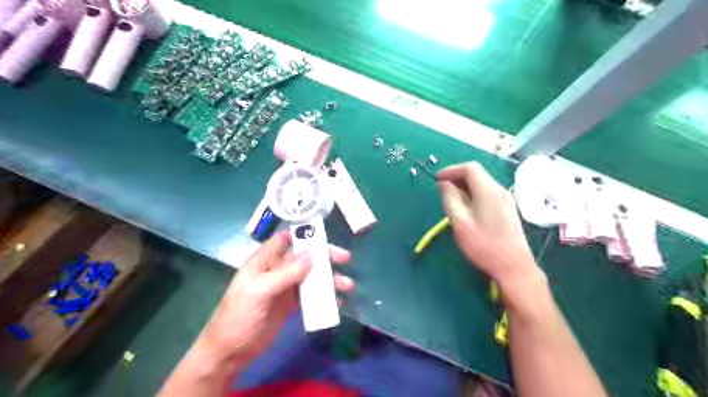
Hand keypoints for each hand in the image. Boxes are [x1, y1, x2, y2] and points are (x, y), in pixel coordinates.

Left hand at [199, 232, 353, 366]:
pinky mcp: (291, 304)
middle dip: (324, 256)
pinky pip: (311, 294)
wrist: (230, 353)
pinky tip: (336, 301)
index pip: (284, 239)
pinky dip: (324, 295)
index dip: (302, 234)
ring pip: (311, 276)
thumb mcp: (259, 292)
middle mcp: (276, 270)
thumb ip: (286, 273)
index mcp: (264, 261)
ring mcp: (285, 288)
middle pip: (304, 257)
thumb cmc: (239, 317)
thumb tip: (313, 254)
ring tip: (347, 286)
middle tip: (345, 259)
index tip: (324, 234)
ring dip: (329, 278)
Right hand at [438, 161, 542, 287]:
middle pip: (477, 174)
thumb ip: (450, 199)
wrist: (514, 267)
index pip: (470, 168)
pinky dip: (474, 194)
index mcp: (488, 191)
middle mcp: (500, 190)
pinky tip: (467, 208)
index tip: (437, 179)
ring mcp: (506, 200)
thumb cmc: (484, 246)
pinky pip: (488, 193)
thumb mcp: (460, 223)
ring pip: (483, 183)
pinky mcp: (508, 210)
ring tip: (451, 199)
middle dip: (457, 177)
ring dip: (465, 186)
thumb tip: (444, 184)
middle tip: (442, 189)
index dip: (451, 170)